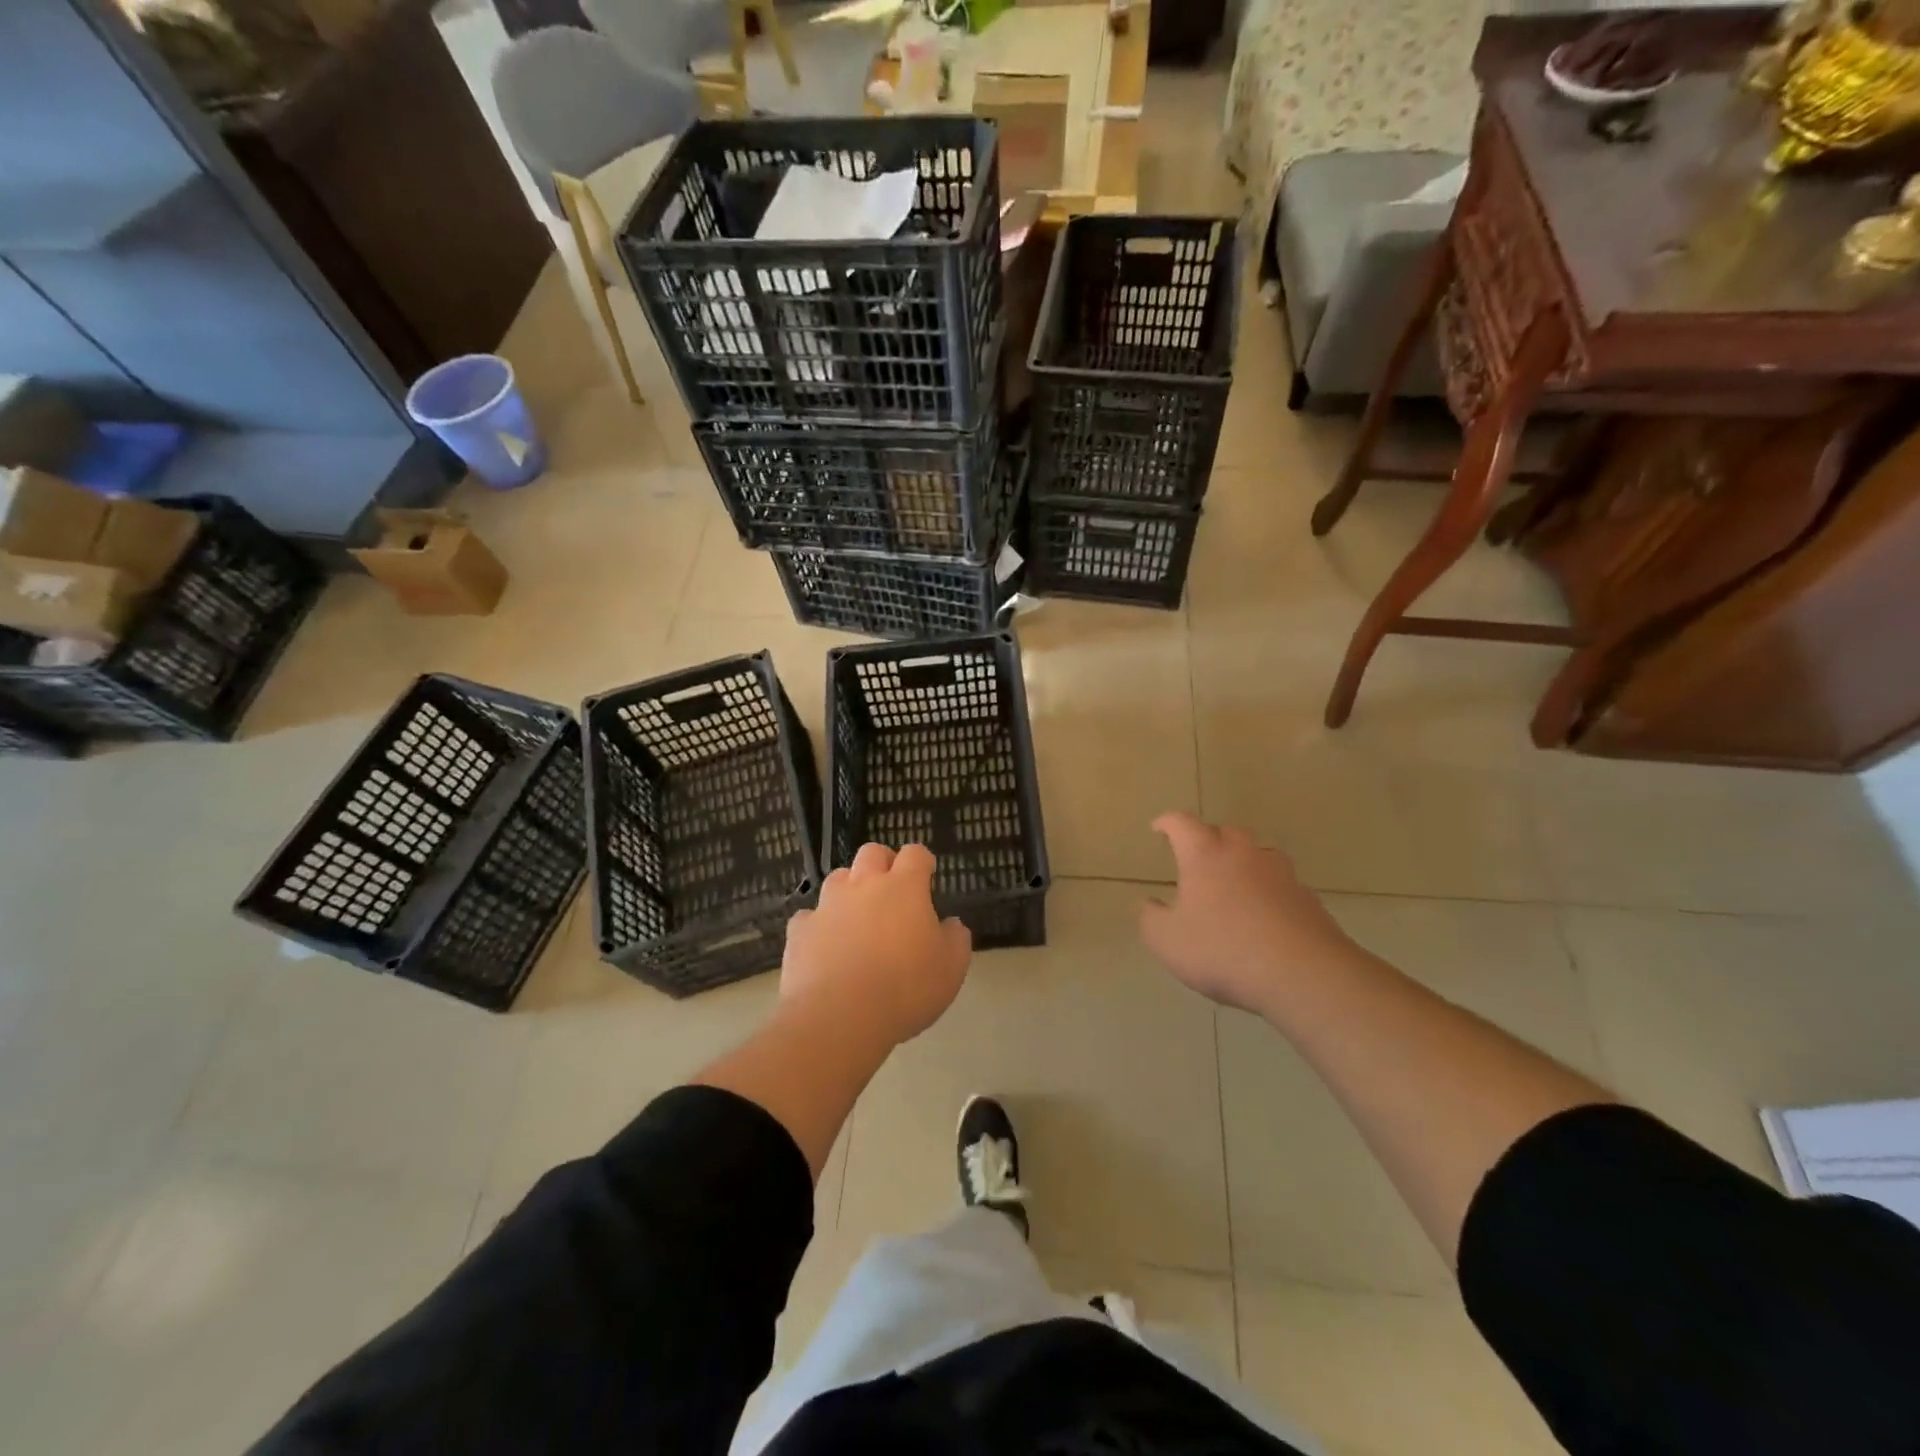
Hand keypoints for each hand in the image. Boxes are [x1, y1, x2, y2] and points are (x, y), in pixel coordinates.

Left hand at [780, 842, 972, 1048]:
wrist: (840, 1016)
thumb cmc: (907, 988)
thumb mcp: (952, 968)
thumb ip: (955, 938)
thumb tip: (950, 924)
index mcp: (904, 888)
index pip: (915, 854)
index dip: (922, 861)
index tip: (927, 874)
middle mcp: (864, 885)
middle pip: (872, 852)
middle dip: (883, 862)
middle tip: (892, 888)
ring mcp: (828, 905)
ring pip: (838, 878)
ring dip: (850, 888)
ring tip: (858, 915)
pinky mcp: (800, 930)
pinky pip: (810, 916)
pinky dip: (820, 924)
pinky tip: (826, 945)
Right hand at [1139, 812, 1358, 1015]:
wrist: (1303, 975)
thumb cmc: (1223, 950)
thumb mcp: (1166, 940)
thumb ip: (1151, 918)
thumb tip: (1150, 904)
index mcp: (1205, 856)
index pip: (1183, 824)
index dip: (1168, 823)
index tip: (1159, 828)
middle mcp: (1244, 855)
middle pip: (1225, 832)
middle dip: (1209, 839)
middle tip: (1197, 858)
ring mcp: (1281, 875)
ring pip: (1259, 855)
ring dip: (1244, 862)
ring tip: (1234, 883)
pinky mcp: (1308, 900)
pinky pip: (1282, 886)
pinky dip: (1269, 893)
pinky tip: (1265, 918)